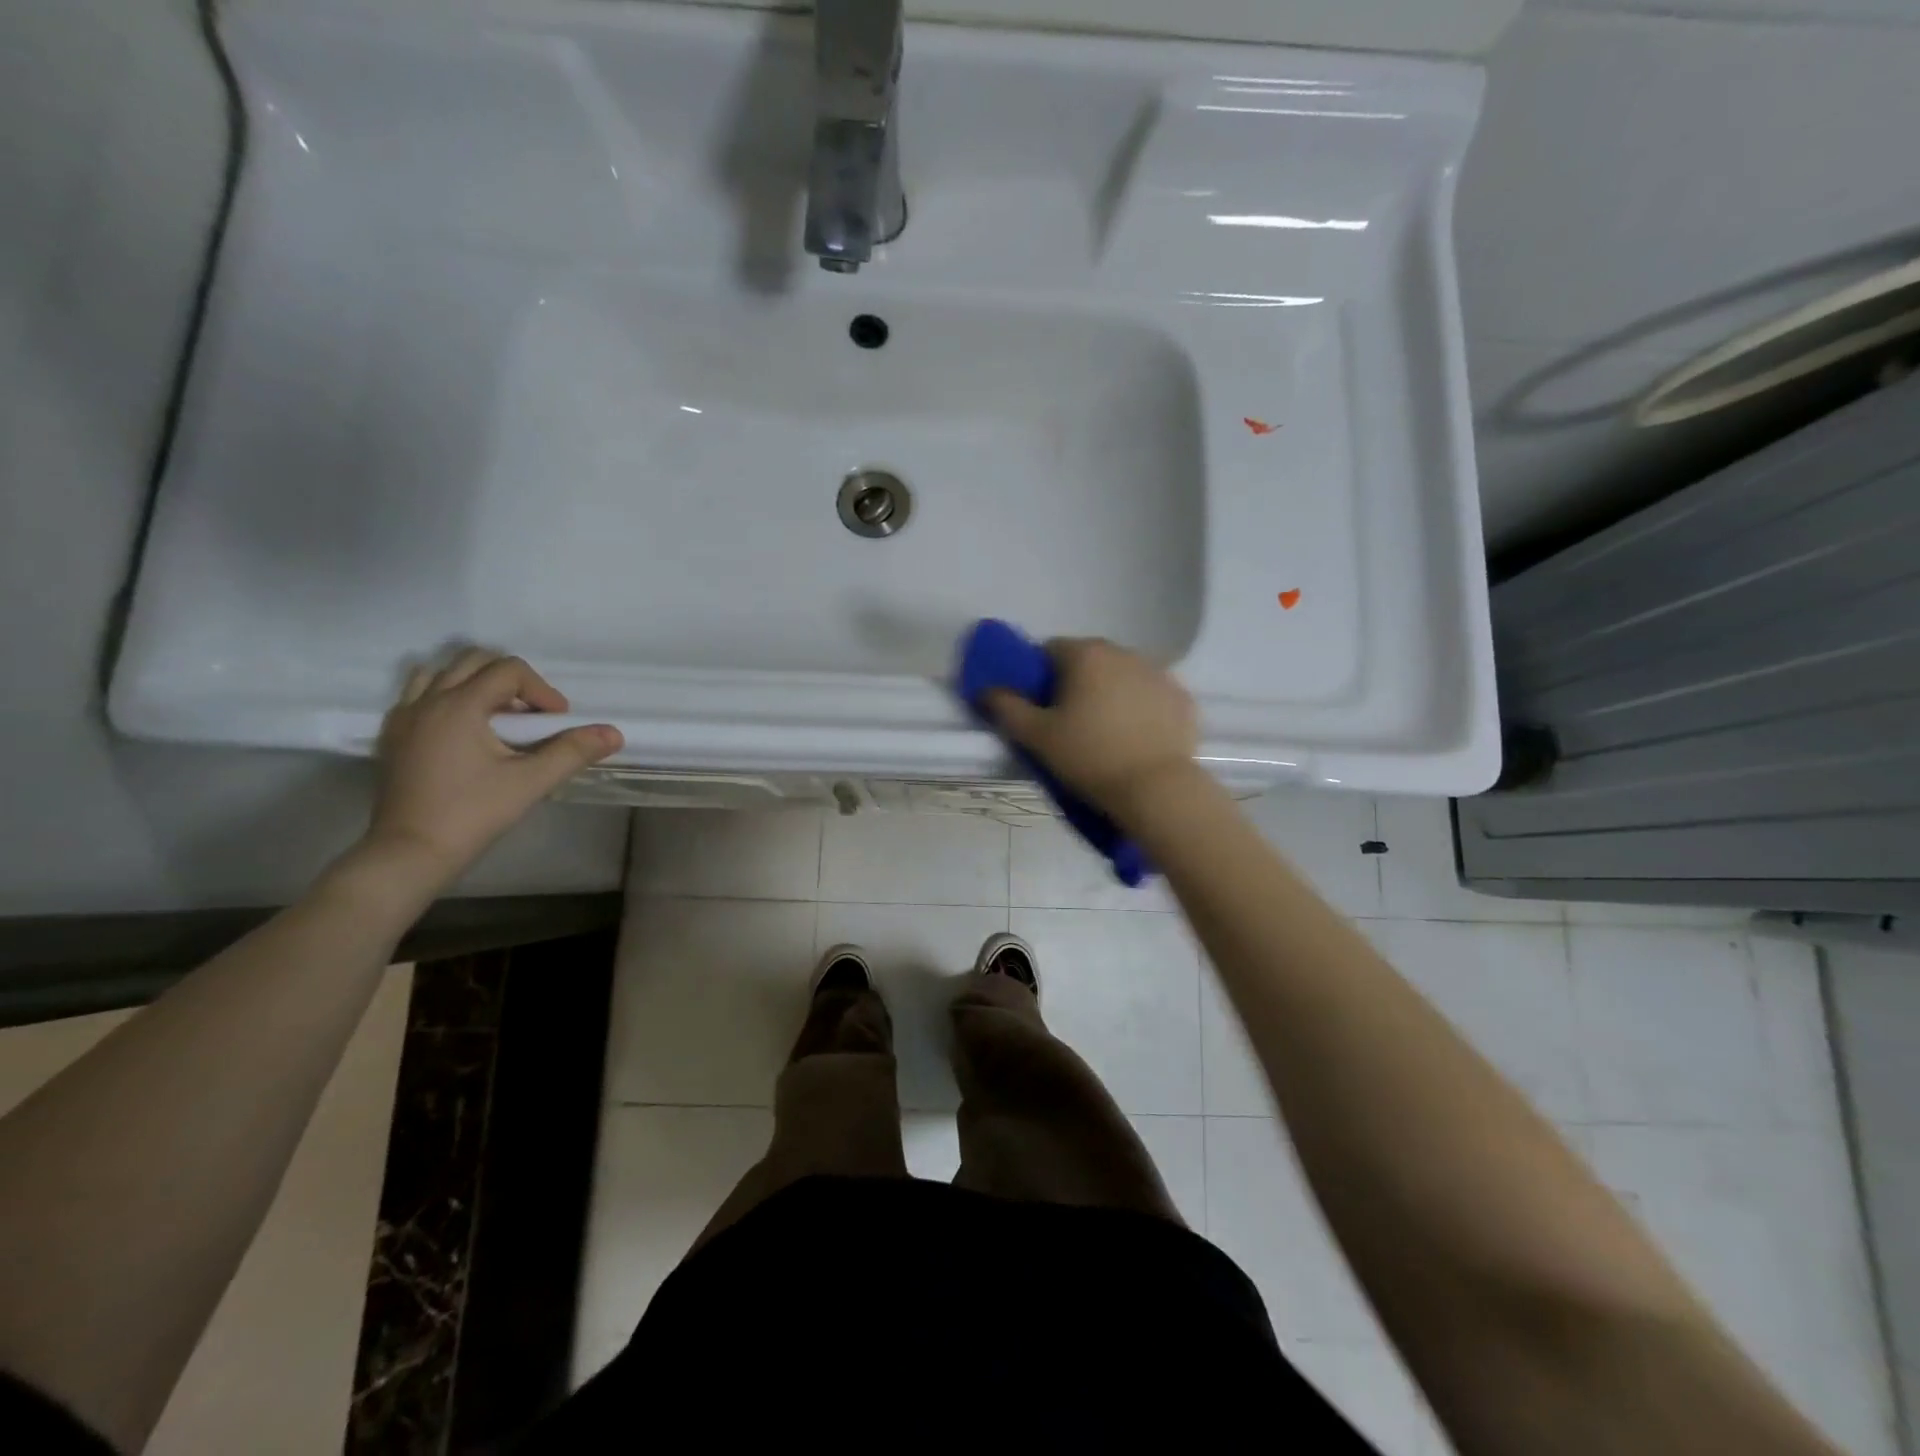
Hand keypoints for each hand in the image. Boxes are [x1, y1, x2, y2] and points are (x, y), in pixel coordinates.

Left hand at [362, 650, 622, 884]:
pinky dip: (446, 696)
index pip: (509, 670)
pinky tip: (465, 729)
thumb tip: (614, 733)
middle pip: (474, 660)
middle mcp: (428, 700)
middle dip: (512, 680)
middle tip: (531, 715)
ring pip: (441, 672)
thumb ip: (573, 751)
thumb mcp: (532, 782)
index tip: (556, 722)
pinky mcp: (393, 735)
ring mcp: (404, 716)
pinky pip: (419, 693)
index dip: (542, 690)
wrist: (410, 852)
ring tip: (497, 716)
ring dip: (476, 682)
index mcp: (460, 705)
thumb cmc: (473, 814)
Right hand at [985, 638, 1198, 822]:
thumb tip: (987, 689)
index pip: (1051, 651)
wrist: (1156, 789)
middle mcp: (1125, 653)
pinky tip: (1137, 738)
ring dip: (1111, 693)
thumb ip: (1006, 707)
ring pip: (1123, 676)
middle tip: (1071, 724)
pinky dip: (1142, 708)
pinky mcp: (1183, 698)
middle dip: (1077, 684)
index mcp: (1086, 655)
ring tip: (1107, 733)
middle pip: (1089, 660)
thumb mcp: (1037, 737)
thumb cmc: (1089, 757)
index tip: (1043, 709)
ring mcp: (1160, 673)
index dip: (1041, 678)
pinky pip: (1151, 695)